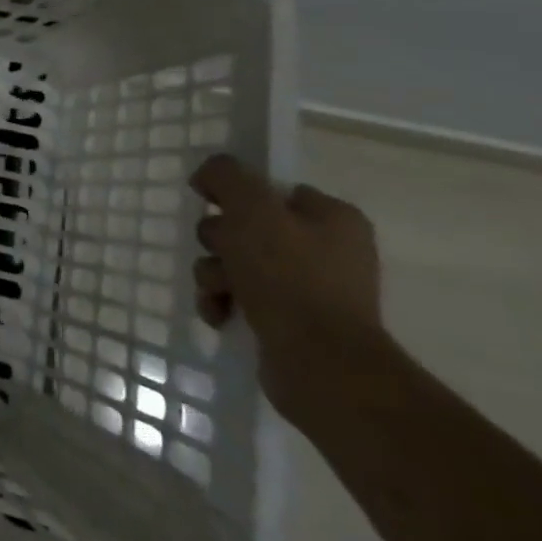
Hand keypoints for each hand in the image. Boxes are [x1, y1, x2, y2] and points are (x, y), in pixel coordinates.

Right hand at [190, 154, 385, 420]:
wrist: (320, 364)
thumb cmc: (289, 276)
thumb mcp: (251, 209)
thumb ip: (226, 176)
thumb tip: (209, 176)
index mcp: (332, 218)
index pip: (270, 189)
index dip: (235, 195)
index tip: (213, 205)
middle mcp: (326, 249)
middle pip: (245, 225)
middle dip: (219, 241)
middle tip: (222, 254)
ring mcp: (309, 288)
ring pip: (234, 262)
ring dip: (214, 274)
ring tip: (219, 293)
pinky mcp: (290, 322)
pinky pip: (239, 297)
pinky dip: (222, 302)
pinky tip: (219, 314)